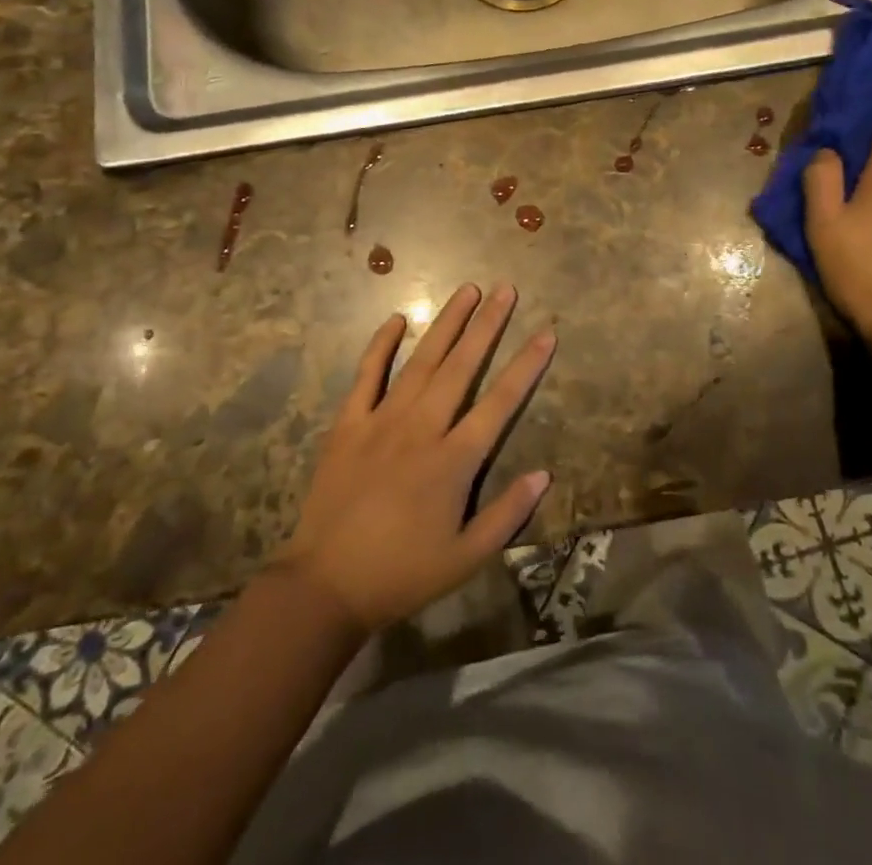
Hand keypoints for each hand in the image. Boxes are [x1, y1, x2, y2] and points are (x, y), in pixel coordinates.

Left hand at [275, 283, 553, 631]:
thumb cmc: (402, 574)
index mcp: (453, 461)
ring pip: (421, 360)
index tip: (545, 333)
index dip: (526, 366)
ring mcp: (382, 420)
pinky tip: (396, 319)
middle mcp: (422, 428)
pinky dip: (381, 345)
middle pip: (462, 366)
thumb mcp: (466, 558)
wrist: (325, 584)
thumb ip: (507, 514)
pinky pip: (367, 374)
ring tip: (467, 290)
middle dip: (487, 325)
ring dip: (446, 323)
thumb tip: (544, 474)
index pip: (500, 402)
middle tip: (506, 288)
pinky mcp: (349, 423)